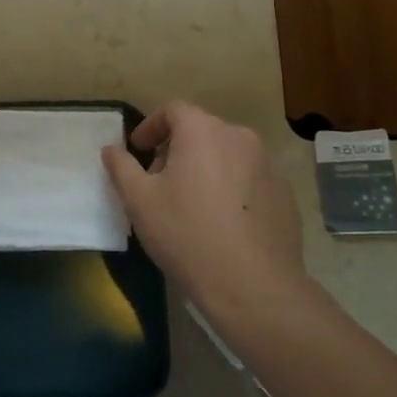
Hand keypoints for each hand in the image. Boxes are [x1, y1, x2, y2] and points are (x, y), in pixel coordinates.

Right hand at [101, 101, 310, 326]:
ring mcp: (268, 165)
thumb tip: (111, 149)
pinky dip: (232, 189)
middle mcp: (239, 137)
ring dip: (206, 168)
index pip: (173, 110)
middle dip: (177, 149)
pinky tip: (223, 222)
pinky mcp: (285, 194)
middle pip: (201, 131)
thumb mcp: (138, 200)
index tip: (139, 151)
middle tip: (160, 181)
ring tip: (192, 203)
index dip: (151, 127)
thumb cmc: (186, 233)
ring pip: (227, 155)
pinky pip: (249, 180)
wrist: (253, 286)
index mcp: (202, 131)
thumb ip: (121, 167)